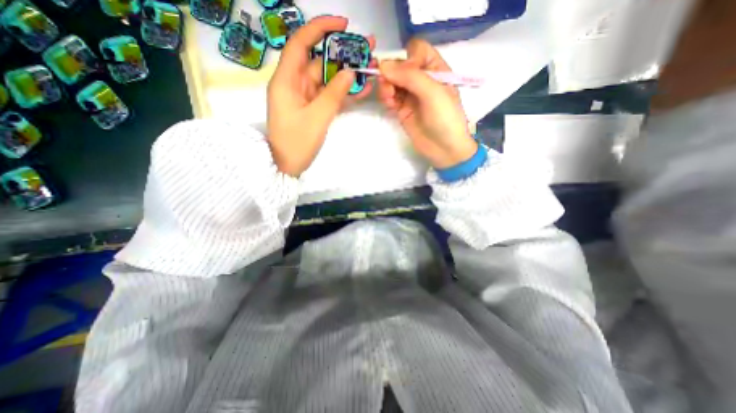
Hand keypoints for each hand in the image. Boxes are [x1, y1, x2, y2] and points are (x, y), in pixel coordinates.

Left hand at [268, 17, 375, 174]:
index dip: (320, 29)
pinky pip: (328, 95)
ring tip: (370, 68)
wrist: (287, 166)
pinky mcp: (312, 109)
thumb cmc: (297, 143)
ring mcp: (305, 98)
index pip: (301, 44)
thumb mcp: (317, 118)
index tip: (343, 24)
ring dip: (347, 75)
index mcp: (287, 80)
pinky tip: (361, 89)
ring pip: (327, 80)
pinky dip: (343, 92)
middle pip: (319, 61)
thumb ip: (334, 94)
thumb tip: (350, 72)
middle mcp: (295, 84)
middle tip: (367, 49)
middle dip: (342, 54)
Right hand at [379, 37, 476, 169]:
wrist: (444, 149)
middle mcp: (422, 80)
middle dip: (392, 73)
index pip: (417, 51)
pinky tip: (389, 104)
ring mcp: (411, 96)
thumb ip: (410, 76)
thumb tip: (383, 65)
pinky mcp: (402, 110)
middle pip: (400, 66)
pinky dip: (386, 98)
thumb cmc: (445, 119)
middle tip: (388, 86)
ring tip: (388, 98)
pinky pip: (390, 97)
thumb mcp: (433, 93)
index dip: (407, 58)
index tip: (404, 73)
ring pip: (392, 82)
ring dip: (387, 86)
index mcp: (436, 70)